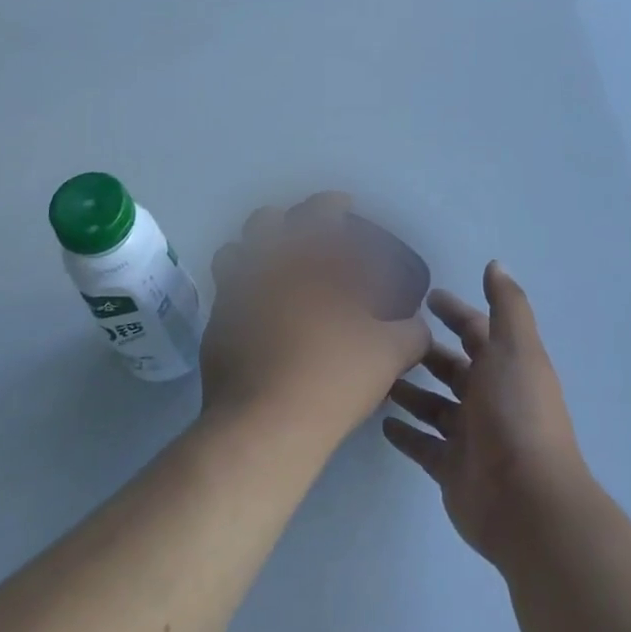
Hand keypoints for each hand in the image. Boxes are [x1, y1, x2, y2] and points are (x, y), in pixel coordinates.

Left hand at [199, 194, 429, 446]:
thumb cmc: (332, 377)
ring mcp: (232, 297)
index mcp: (306, 260)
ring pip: (233, 254)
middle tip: (307, 240)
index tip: (344, 207)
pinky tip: (264, 320)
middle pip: (263, 222)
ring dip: (254, 254)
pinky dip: (244, 296)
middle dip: (284, 221)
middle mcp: (263, 267)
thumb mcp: (390, 354)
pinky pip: (225, 297)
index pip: (319, 212)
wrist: (265, 427)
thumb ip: (411, 332)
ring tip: (278, 275)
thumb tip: (418, 326)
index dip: (333, 204)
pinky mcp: (213, 330)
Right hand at [383, 263, 593, 568]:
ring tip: (376, 377)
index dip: (454, 312)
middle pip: (452, 368)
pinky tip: (382, 423)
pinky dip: (406, 434)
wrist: (525, 500)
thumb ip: (506, 306)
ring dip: (410, 391)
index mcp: (506, 366)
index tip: (425, 296)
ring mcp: (470, 436)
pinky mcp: (450, 468)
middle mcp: (489, 397)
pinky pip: (423, 445)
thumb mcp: (515, 348)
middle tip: (387, 337)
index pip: (476, 331)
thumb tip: (496, 264)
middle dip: (426, 352)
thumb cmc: (517, 412)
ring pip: (434, 406)